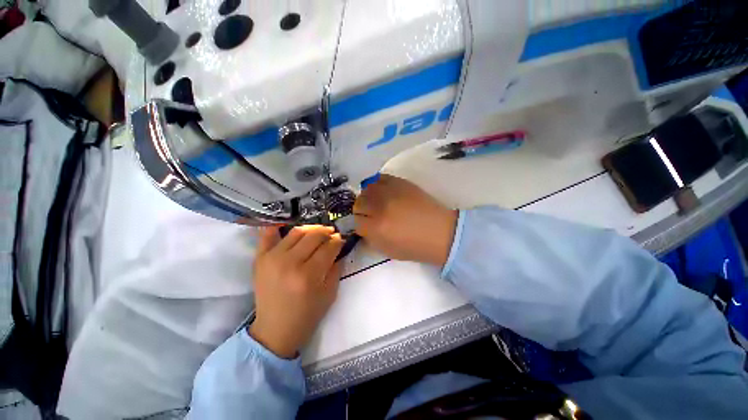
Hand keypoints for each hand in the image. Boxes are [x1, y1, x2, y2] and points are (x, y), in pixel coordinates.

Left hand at [249, 226, 343, 358]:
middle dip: (327, 232)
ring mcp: (272, 259)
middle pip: (314, 236)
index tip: (341, 239)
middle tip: (332, 234)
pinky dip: (276, 227)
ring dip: (311, 229)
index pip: (328, 247)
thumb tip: (339, 247)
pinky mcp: (260, 259)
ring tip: (317, 232)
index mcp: (309, 275)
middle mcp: (290, 263)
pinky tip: (286, 225)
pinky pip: (267, 236)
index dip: (338, 240)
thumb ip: (336, 267)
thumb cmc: (307, 315)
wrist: (275, 329)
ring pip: (296, 232)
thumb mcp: (329, 293)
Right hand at [354, 175, 457, 265]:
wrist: (440, 232)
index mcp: (376, 227)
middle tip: (369, 214)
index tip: (365, 225)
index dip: (359, 224)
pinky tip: (383, 192)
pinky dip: (378, 185)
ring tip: (376, 202)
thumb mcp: (387, 250)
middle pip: (358, 203)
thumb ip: (370, 238)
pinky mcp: (400, 182)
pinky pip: (380, 178)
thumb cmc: (415, 246)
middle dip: (361, 210)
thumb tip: (361, 227)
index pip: (356, 221)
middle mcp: (380, 207)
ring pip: (366, 189)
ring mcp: (390, 192)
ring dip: (368, 197)